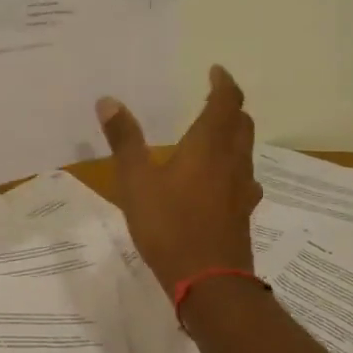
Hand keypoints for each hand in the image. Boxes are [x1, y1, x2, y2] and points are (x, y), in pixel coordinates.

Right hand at [96, 66, 262, 298]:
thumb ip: (124, 140)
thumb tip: (108, 100)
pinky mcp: (242, 214)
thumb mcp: (136, 181)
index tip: (216, 70)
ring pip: (245, 152)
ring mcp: (242, 190)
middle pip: (241, 124)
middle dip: (230, 107)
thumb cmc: (169, 225)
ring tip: (214, 136)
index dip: (223, 83)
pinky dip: (233, 167)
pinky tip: (220, 182)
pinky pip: (243, 179)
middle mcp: (232, 162)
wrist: (209, 282)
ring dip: (234, 136)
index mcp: (209, 146)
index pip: (226, 102)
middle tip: (214, 99)